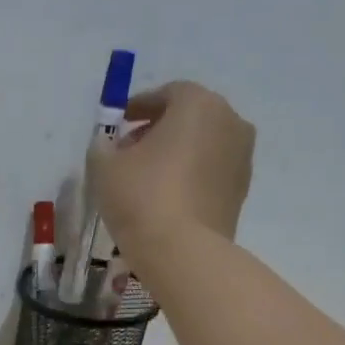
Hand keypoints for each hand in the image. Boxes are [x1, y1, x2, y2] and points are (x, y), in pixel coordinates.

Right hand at [87, 81, 255, 255]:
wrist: (183, 250)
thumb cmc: (141, 196)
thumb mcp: (104, 167)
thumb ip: (103, 147)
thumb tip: (108, 145)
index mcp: (198, 104)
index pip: (167, 93)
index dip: (139, 106)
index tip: (119, 123)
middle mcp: (229, 121)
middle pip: (189, 117)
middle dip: (159, 129)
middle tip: (130, 151)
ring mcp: (242, 157)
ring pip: (203, 144)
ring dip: (177, 153)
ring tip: (147, 178)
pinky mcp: (242, 190)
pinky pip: (211, 172)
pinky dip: (191, 175)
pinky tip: (167, 197)